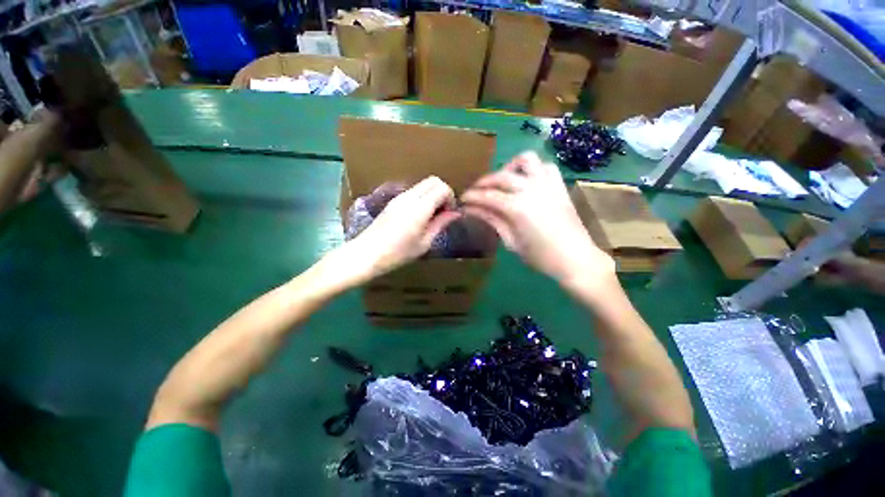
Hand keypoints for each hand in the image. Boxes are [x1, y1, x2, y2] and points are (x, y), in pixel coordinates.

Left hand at [325, 176, 459, 287]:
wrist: (366, 254)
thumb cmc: (398, 254)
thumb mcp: (424, 243)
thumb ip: (440, 224)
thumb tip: (455, 213)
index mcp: (419, 207)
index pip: (442, 188)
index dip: (451, 198)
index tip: (450, 214)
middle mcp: (409, 196)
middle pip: (433, 180)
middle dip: (443, 192)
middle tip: (443, 212)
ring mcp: (399, 197)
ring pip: (423, 184)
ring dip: (432, 194)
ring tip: (432, 215)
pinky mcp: (393, 201)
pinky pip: (414, 191)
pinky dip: (423, 197)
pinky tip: (420, 216)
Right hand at [462, 152, 614, 289]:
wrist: (576, 259)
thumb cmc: (540, 257)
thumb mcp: (511, 241)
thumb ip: (492, 220)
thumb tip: (472, 209)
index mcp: (517, 207)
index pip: (487, 196)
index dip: (471, 196)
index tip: (462, 199)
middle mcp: (531, 189)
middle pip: (501, 176)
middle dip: (484, 182)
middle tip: (475, 192)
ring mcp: (547, 184)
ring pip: (526, 160)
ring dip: (509, 167)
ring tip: (502, 180)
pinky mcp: (559, 185)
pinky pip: (545, 166)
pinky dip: (532, 169)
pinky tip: (526, 181)